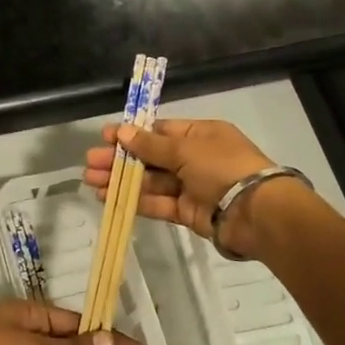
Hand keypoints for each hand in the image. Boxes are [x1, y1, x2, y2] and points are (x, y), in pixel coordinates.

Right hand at [83, 118, 283, 257]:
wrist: (255, 211)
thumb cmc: (222, 167)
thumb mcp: (185, 149)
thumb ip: (151, 145)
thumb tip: (123, 131)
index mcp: (200, 135)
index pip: (160, 131)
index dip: (132, 134)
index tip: (105, 137)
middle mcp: (195, 158)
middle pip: (151, 157)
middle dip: (120, 159)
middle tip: (90, 162)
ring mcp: (191, 186)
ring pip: (150, 181)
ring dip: (121, 181)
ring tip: (91, 181)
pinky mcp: (188, 212)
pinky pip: (157, 203)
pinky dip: (134, 200)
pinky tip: (109, 198)